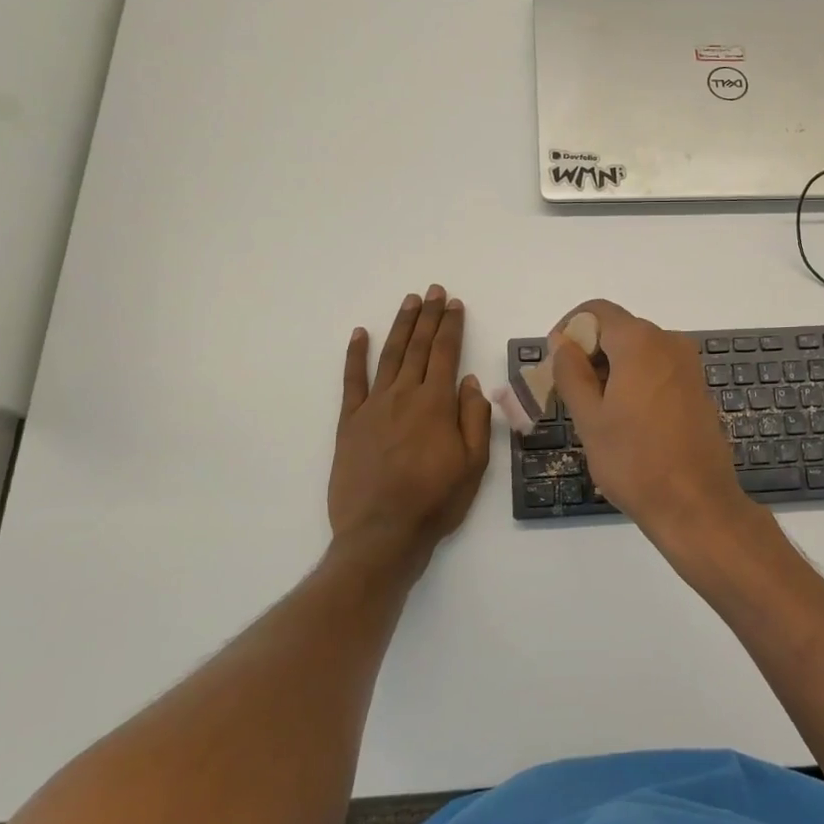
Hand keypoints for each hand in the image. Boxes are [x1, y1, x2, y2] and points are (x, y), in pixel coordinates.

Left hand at [328, 286, 491, 575]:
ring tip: (409, 302)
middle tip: (434, 291)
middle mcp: (404, 395)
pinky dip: (355, 355)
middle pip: (419, 347)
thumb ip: (474, 419)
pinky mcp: (349, 422)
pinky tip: (360, 334)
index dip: (451, 326)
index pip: (447, 353)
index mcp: (436, 404)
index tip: (455, 304)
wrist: (382, 532)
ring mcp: (373, 406)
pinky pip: (352, 380)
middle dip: (429, 316)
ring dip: (401, 326)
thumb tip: (471, 382)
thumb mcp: (473, 464)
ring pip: (390, 356)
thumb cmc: (435, 501)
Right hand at [549, 300, 751, 544]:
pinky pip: (658, 370)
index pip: (597, 311)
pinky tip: (625, 419)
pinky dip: (635, 381)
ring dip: (611, 369)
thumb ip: (571, 372)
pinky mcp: (697, 389)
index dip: (569, 328)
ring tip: (594, 411)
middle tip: (568, 392)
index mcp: (640, 342)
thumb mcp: (589, 418)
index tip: (554, 362)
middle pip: (619, 330)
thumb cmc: (634, 461)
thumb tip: (562, 341)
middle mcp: (669, 343)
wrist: (696, 504)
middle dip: (589, 352)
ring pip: (639, 351)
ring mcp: (688, 366)